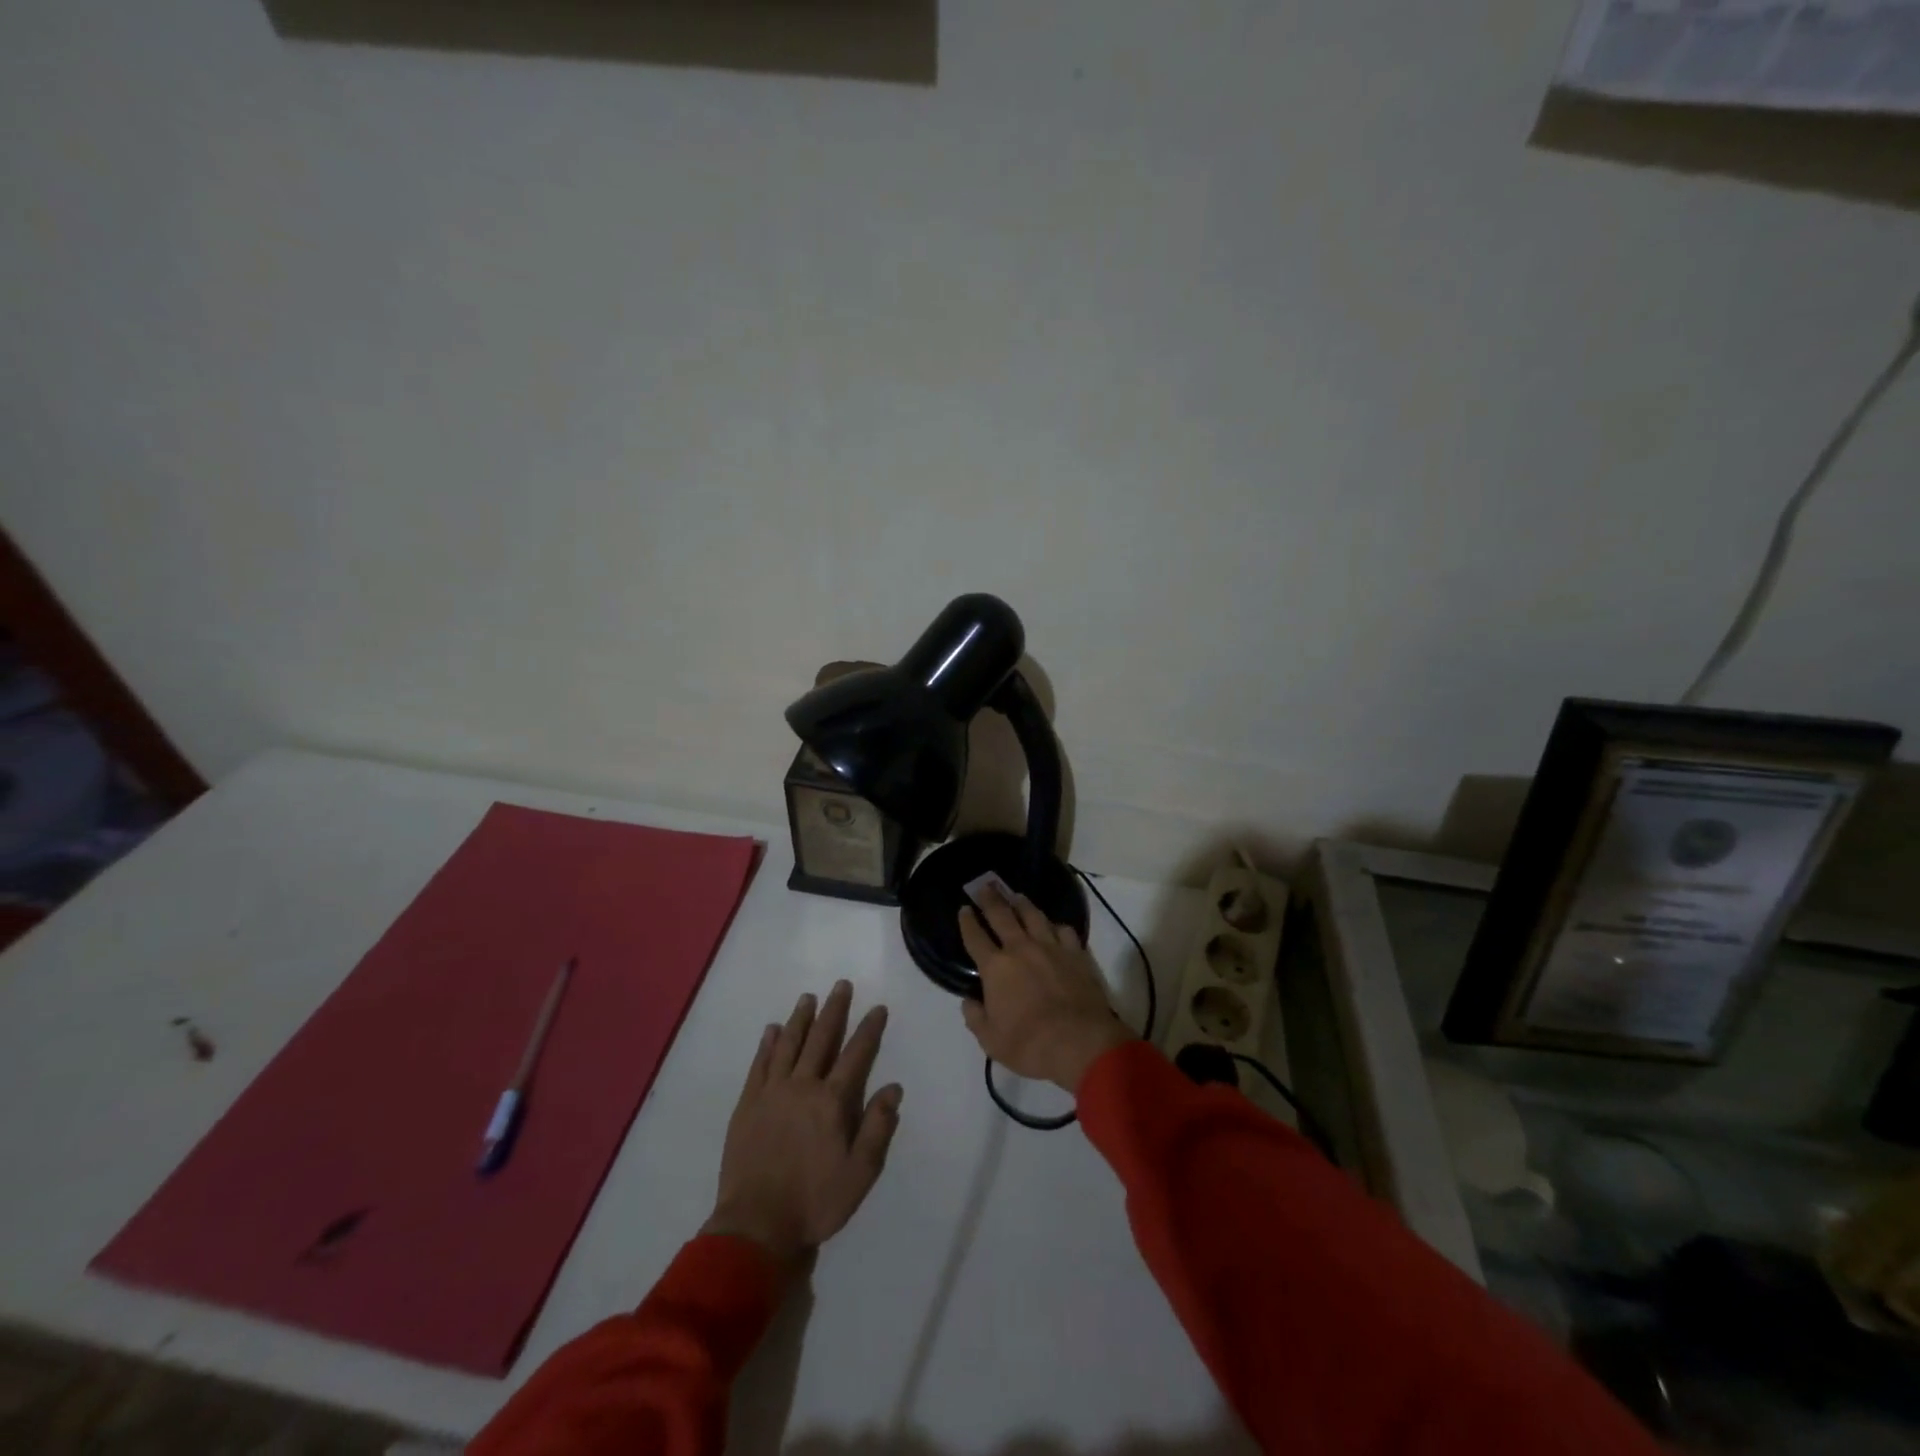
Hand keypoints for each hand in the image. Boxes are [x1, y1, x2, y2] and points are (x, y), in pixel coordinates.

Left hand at [704, 981, 901, 1269]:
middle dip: (834, 1010)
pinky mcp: (747, 1104)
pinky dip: (767, 1044)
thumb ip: (878, 1128)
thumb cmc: (815, 1202)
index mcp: (831, 1102)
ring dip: (800, 1019)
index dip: (869, 1030)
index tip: (878, 1008)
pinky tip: (771, 1030)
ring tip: (808, 997)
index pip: (856, 1055)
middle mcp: (802, 1086)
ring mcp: (771, 1093)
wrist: (756, 1225)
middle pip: (820, 1039)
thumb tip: (894, 1088)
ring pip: (788, 1045)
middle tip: (841, 985)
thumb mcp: (860, 1174)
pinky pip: (759, 1065)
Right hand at [958, 885, 1132, 1093]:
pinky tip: (1054, 926)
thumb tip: (969, 1001)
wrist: (1079, 1042)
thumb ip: (976, 1018)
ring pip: (1034, 916)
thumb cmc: (1029, 1044)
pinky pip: (1064, 931)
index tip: (963, 909)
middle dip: (990, 899)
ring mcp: (1051, 947)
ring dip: (1022, 904)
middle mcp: (1021, 949)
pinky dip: (1056, 926)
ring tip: (1017, 895)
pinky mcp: (1076, 953)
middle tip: (985, 886)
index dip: (967, 922)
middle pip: (1002, 915)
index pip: (975, 937)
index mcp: (995, 968)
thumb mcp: (991, 1041)